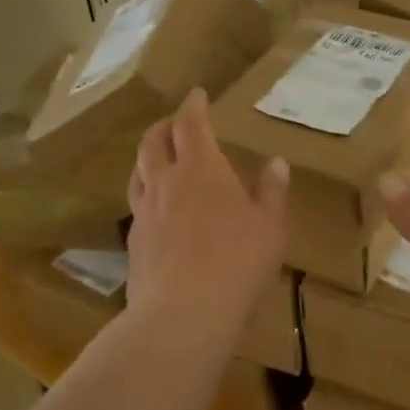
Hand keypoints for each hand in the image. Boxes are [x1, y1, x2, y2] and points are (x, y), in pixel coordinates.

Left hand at [126, 88, 288, 338]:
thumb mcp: (270, 226)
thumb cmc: (237, 262)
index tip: (197, 94)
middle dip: (164, 126)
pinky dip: (146, 194)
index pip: (191, 123)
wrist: (182, 315)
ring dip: (148, 157)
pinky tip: (156, 209)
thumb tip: (276, 162)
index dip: (193, 105)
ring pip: (138, 171)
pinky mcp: (133, 243)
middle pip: (154, 141)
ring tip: (158, 158)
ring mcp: (145, 212)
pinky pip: (136, 206)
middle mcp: (167, 182)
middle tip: (175, 122)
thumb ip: (272, 191)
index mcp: (202, 168)